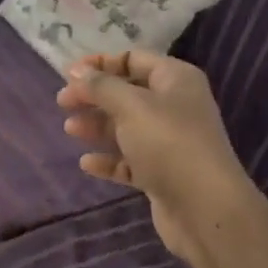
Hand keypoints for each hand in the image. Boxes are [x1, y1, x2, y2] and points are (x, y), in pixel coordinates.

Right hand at [58, 51, 256, 261]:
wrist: (204, 207)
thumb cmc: (168, 143)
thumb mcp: (131, 106)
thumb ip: (101, 86)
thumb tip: (76, 71)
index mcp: (175, 80)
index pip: (134, 59)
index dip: (100, 64)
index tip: (68, 74)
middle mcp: (175, 106)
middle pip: (127, 93)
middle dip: (94, 96)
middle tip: (62, 102)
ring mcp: (169, 142)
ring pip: (126, 127)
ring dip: (97, 126)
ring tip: (70, 130)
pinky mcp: (162, 174)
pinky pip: (130, 160)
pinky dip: (109, 160)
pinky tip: (87, 163)